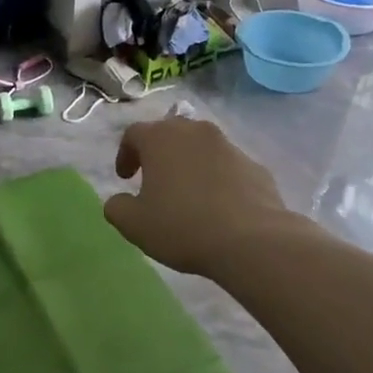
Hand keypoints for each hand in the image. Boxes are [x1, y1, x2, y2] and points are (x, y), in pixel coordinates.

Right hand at [104, 116, 290, 276]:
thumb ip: (117, 207)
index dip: (125, 154)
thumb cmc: (182, 226)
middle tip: (153, 179)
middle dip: (158, 153)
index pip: (134, 133)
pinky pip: (227, 166)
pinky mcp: (255, 166)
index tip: (125, 178)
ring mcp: (229, 146)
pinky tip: (216, 206)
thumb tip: (119, 200)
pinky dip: (216, 178)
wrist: (250, 240)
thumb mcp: (134, 224)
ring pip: (201, 148)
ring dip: (189, 164)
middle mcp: (196, 132)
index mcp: (161, 138)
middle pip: (170, 133)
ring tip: (186, 194)